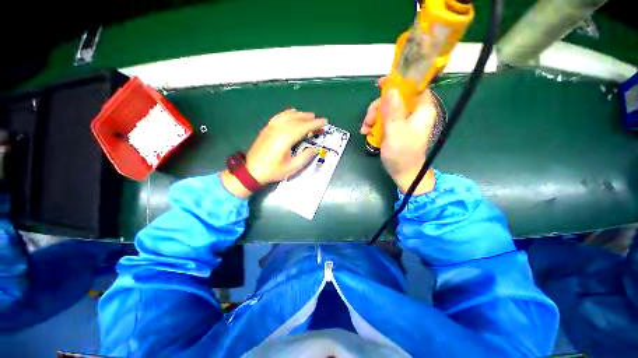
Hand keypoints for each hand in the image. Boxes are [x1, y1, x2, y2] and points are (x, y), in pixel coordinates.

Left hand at [222, 109, 326, 197]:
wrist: (251, 171)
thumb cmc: (272, 171)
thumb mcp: (292, 168)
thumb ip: (305, 157)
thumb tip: (315, 149)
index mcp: (285, 138)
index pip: (304, 127)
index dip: (315, 124)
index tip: (324, 122)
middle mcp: (279, 129)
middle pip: (297, 120)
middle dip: (310, 119)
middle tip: (319, 121)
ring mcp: (271, 127)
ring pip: (288, 116)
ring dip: (300, 115)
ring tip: (310, 115)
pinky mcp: (267, 128)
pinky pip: (279, 116)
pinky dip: (288, 113)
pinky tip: (292, 112)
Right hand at [361, 78, 436, 193]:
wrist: (403, 172)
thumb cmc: (402, 154)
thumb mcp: (395, 131)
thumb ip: (393, 110)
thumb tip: (390, 88)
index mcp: (421, 109)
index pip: (414, 86)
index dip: (398, 82)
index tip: (381, 85)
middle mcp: (414, 112)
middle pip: (395, 98)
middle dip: (378, 107)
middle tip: (368, 119)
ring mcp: (404, 120)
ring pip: (386, 109)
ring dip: (373, 117)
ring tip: (365, 130)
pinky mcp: (396, 128)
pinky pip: (383, 119)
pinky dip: (374, 124)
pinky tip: (366, 132)